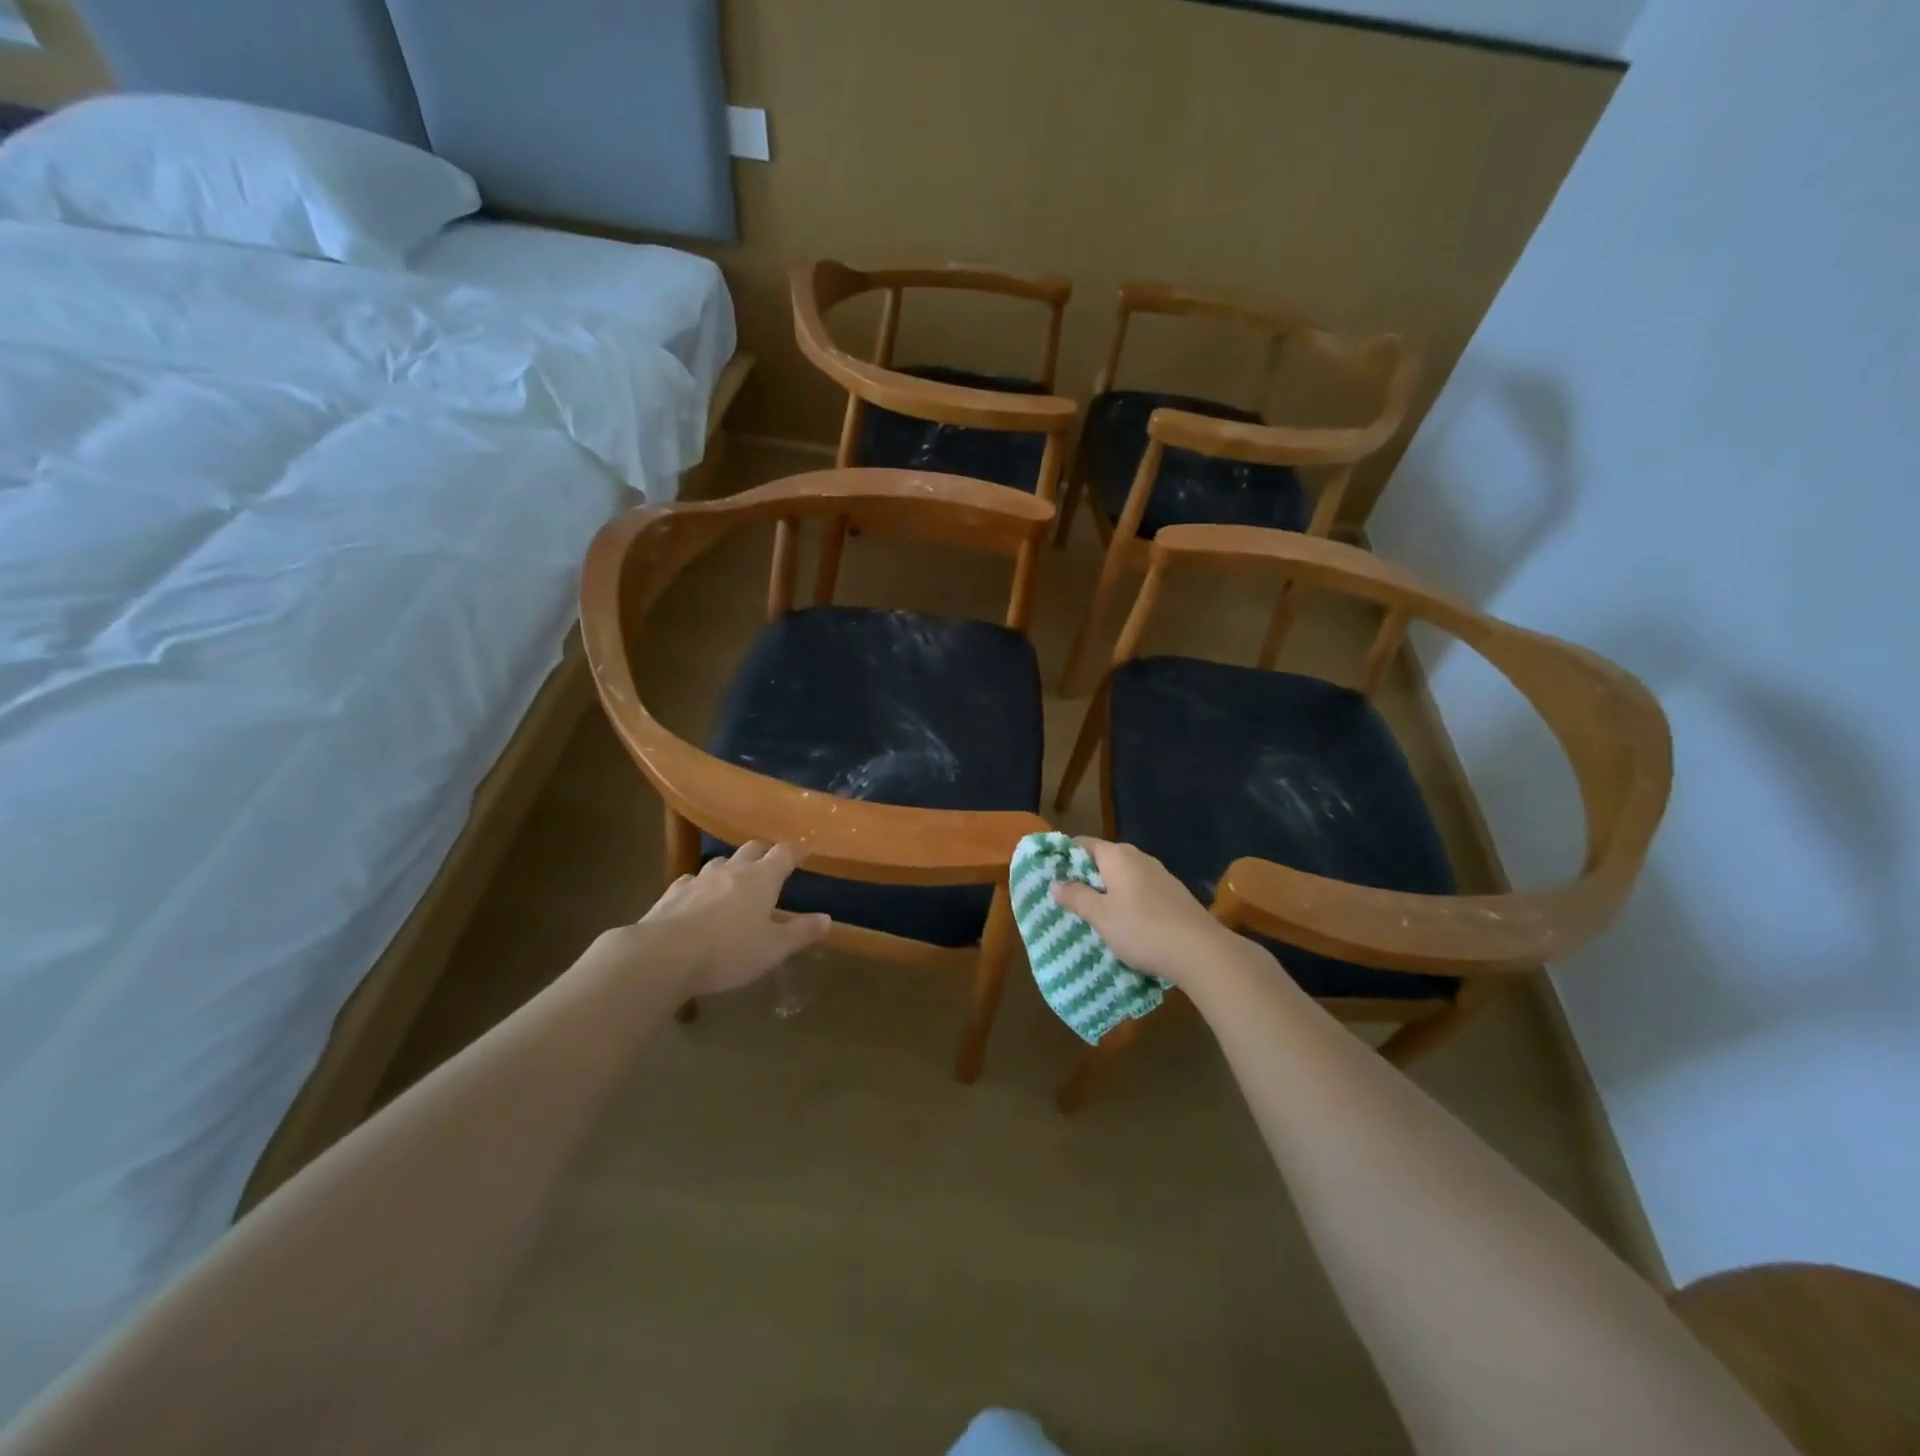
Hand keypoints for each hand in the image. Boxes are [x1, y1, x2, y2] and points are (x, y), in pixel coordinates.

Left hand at [629, 841, 830, 996]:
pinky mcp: (672, 893)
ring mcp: (699, 879)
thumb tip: (826, 919)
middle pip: (752, 849)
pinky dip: (701, 885)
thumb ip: (800, 933)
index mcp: (762, 878)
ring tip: (735, 880)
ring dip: (732, 867)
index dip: (797, 851)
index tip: (805, 851)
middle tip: (772, 863)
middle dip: (765, 853)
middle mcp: (732, 870)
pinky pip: (691, 880)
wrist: (663, 956)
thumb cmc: (728, 951)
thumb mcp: (773, 949)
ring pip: (720, 862)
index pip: (784, 854)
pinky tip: (698, 897)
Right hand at [1050, 838, 1269, 989]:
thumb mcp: (1100, 915)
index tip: (1050, 875)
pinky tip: (1125, 923)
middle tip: (1067, 898)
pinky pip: (1140, 889)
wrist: (1200, 951)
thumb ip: (1076, 896)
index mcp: (1117, 856)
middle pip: (1103, 858)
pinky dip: (1127, 899)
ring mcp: (1160, 874)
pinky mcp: (1173, 893)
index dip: (1064, 856)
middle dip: (1085, 875)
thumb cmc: (1142, 929)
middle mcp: (1139, 857)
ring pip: (1123, 875)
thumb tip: (1056, 882)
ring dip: (1107, 889)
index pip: (1082, 844)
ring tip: (1093, 913)